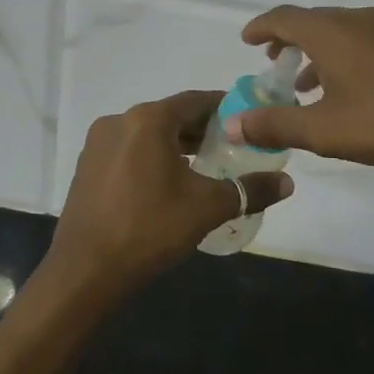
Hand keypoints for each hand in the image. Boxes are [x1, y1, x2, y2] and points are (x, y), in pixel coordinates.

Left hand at [44, 91, 293, 302]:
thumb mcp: (207, 207)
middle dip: (203, 130)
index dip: (226, 108)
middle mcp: (119, 121)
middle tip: (233, 148)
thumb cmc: (149, 229)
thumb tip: (288, 183)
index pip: (196, 101)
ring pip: (149, 134)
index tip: (248, 120)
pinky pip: (129, 151)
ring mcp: (98, 144)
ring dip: (177, 145)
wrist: (85, 272)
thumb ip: (250, 190)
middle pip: (172, 116)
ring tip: (206, 167)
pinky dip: (153, 158)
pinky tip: (169, 184)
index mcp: (148, 119)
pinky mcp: (87, 167)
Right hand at [227, 6, 373, 174]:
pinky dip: (341, 57)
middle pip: (312, 21)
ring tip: (305, 85)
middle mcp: (356, 20)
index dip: (262, 28)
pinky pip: (361, 41)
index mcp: (330, 32)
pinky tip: (347, 90)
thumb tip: (232, 123)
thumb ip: (275, 124)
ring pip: (339, 32)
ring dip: (316, 53)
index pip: (284, 18)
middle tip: (273, 64)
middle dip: (288, 41)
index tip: (247, 40)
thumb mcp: (322, 129)